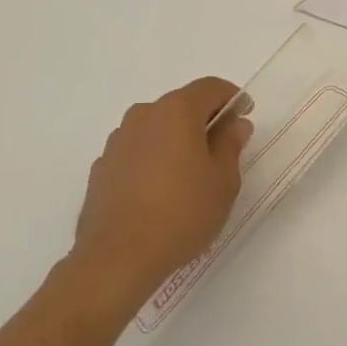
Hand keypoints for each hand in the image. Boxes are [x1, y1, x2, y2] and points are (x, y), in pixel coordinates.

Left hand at [71, 77, 252, 314]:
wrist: (116, 257)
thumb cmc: (181, 214)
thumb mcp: (222, 181)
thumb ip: (230, 145)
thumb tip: (234, 124)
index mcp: (177, 111)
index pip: (210, 87)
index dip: (232, 97)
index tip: (244, 115)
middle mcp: (144, 115)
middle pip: (181, 105)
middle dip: (203, 120)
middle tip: (221, 149)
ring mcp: (118, 140)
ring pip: (156, 128)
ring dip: (175, 140)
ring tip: (189, 175)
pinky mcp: (101, 167)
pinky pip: (136, 151)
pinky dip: (152, 159)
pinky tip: (159, 191)